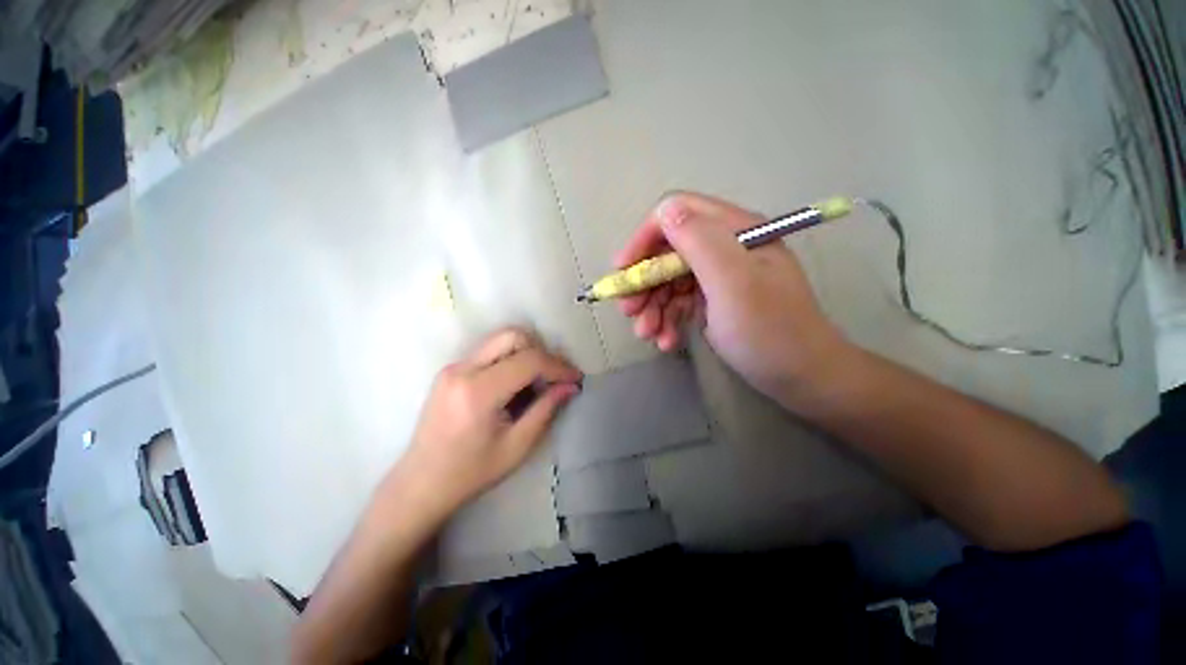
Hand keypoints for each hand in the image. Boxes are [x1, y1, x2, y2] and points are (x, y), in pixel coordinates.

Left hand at [391, 328, 581, 520]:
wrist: (420, 483)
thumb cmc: (470, 472)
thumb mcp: (517, 446)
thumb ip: (546, 409)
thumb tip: (570, 386)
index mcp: (478, 392)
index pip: (528, 360)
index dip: (558, 366)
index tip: (575, 377)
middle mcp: (462, 370)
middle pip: (512, 336)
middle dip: (541, 351)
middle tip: (554, 376)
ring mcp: (453, 366)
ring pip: (500, 339)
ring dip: (526, 352)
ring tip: (538, 380)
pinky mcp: (450, 369)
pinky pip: (489, 351)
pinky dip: (510, 358)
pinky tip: (516, 383)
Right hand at [616, 192, 848, 402]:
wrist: (803, 377)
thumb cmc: (770, 331)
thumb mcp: (734, 284)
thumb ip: (700, 242)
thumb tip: (665, 211)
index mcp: (734, 231)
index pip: (677, 214)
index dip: (644, 238)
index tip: (623, 270)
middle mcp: (725, 247)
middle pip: (668, 251)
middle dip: (645, 281)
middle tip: (629, 312)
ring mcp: (720, 276)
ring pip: (670, 280)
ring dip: (653, 306)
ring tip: (647, 334)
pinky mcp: (716, 300)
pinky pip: (681, 302)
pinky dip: (668, 320)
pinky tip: (667, 341)